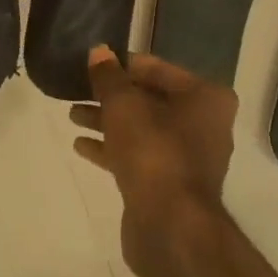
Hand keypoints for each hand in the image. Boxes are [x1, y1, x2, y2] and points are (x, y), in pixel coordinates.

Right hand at [70, 47, 236, 271]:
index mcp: (205, 97)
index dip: (122, 65)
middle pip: (149, 100)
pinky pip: (138, 156)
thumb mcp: (123, 105)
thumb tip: (98, 51)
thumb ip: (108, 77)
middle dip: (112, 96)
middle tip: (76, 90)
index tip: (91, 65)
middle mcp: (203, 124)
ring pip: (141, 129)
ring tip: (72, 115)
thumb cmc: (153, 152)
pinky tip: (81, 145)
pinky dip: (112, 148)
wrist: (170, 225)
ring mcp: (187, 157)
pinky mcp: (169, 184)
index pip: (157, 69)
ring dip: (107, 121)